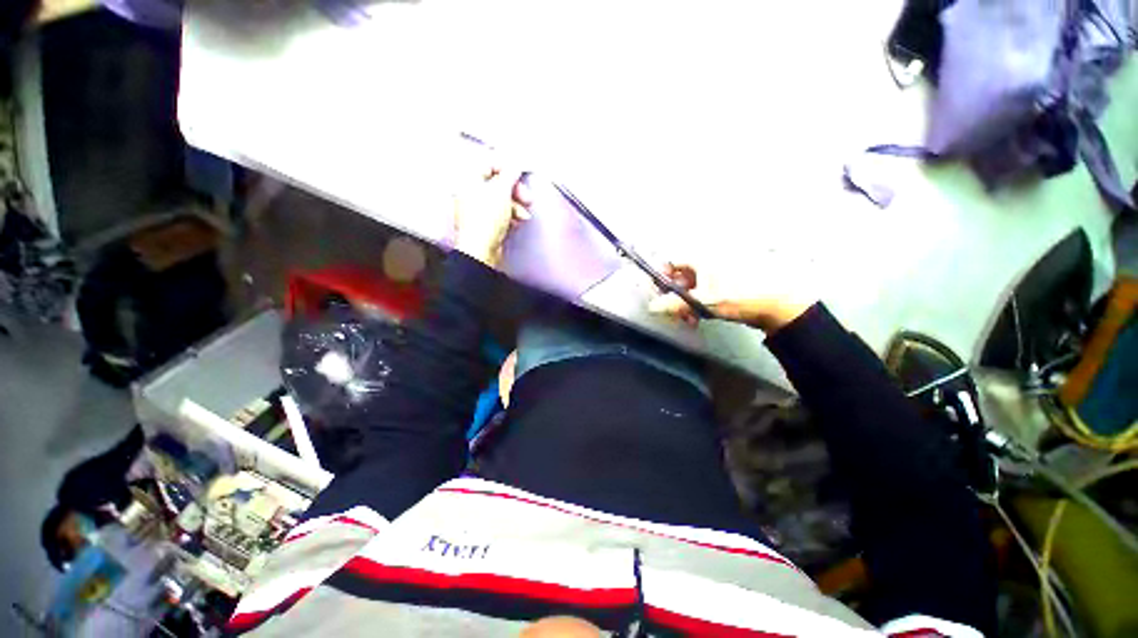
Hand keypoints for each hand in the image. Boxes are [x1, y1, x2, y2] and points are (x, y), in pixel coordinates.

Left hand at [452, 166, 531, 267]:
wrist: (481, 249)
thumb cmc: (486, 220)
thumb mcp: (501, 191)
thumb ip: (509, 174)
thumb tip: (514, 166)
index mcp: (469, 179)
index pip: (490, 164)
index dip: (508, 169)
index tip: (520, 176)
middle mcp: (470, 192)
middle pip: (498, 184)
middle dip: (515, 191)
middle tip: (526, 197)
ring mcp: (477, 209)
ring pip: (501, 200)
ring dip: (516, 205)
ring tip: (523, 215)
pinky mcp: (484, 223)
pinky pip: (500, 214)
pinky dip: (511, 216)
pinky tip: (517, 222)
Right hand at [648, 263, 817, 332]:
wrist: (781, 303)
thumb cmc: (742, 296)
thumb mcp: (704, 301)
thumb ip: (675, 304)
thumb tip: (652, 307)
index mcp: (701, 257)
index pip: (670, 261)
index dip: (661, 278)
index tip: (660, 295)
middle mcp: (707, 260)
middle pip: (679, 275)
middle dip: (674, 296)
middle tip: (676, 313)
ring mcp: (717, 271)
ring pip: (691, 285)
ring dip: (686, 303)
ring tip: (690, 319)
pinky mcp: (726, 282)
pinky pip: (704, 290)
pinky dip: (699, 302)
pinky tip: (701, 316)